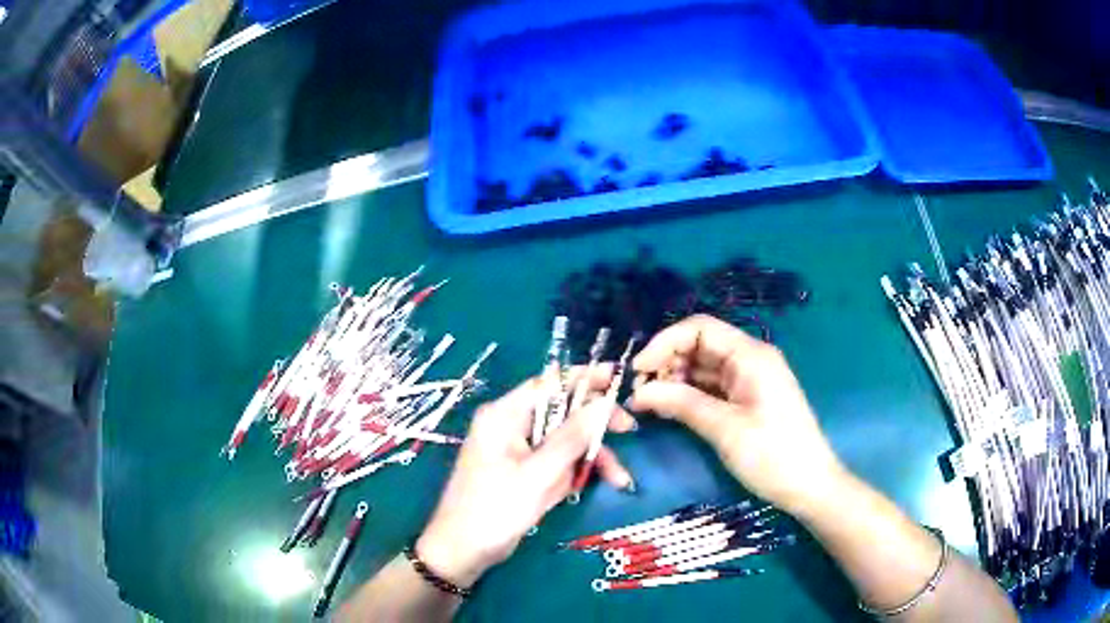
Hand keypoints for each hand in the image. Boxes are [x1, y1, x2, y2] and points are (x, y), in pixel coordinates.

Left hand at [417, 366, 636, 587]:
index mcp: (505, 415)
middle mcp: (511, 426)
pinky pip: (556, 462)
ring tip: (619, 480)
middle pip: (562, 412)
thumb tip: (604, 403)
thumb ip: (571, 438)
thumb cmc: (494, 510)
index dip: (585, 378)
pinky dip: (575, 473)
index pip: (550, 383)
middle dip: (595, 426)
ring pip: (565, 441)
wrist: (463, 551)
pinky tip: (589, 487)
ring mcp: (517, 450)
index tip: (618, 377)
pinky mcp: (524, 472)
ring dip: (591, 457)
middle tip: (629, 429)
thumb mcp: (538, 475)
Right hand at [627, 314, 845, 515]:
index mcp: (751, 355)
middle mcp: (749, 359)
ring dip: (674, 380)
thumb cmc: (773, 455)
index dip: (665, 342)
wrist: (809, 485)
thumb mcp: (725, 429)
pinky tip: (669, 409)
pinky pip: (711, 387)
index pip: (700, 328)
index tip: (637, 370)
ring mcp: (748, 380)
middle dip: (666, 363)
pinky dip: (688, 395)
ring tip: (648, 403)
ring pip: (702, 367)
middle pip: (699, 345)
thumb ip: (682, 404)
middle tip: (639, 393)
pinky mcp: (746, 399)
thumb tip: (639, 392)